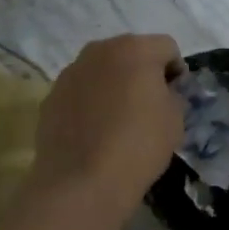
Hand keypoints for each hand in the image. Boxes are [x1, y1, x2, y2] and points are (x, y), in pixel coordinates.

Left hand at [30, 35, 185, 213]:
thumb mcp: (175, 120)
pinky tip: (95, 132)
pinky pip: (80, 92)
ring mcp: (70, 73)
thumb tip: (163, 92)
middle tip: (149, 105)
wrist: (82, 181)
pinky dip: (91, 103)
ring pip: (102, 71)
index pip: (167, 48)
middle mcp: (99, 51)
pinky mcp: (51, 96)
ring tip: (119, 120)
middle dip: (142, 73)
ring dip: (113, 85)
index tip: (177, 97)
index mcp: (134, 49)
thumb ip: (174, 95)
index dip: (177, 71)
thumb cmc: (138, 145)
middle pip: (130, 53)